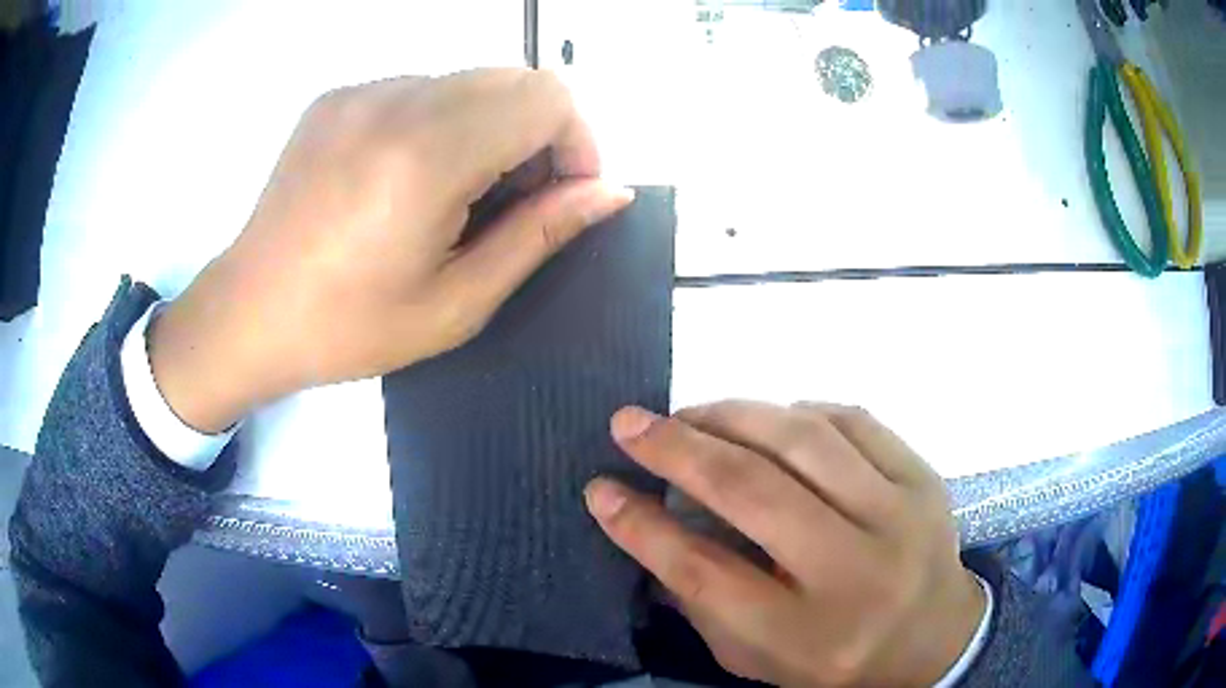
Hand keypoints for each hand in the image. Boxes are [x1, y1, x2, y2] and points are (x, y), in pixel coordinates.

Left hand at [148, 69, 632, 431]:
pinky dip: (444, 122)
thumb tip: (610, 192)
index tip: (563, 196)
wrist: (248, 314)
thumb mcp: (456, 304)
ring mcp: (361, 91)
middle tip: (513, 200)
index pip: (547, 98)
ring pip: (470, 80)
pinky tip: (410, 177)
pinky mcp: (338, 95)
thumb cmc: (349, 328)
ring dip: (491, 127)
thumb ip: (539, 235)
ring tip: (458, 194)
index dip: (577, 142)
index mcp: (425, 155)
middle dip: (540, 133)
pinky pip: (422, 88)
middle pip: (514, 79)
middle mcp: (394, 101)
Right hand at [585, 401, 985, 686]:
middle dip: (679, 450)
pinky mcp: (923, 478)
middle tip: (631, 423)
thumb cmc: (835, 658)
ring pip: (805, 440)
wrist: (934, 639)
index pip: (705, 572)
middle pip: (754, 493)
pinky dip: (800, 413)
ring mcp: (900, 516)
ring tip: (693, 413)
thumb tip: (648, 523)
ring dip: (735, 415)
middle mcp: (856, 571)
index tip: (600, 489)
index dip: (642, 527)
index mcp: (805, 634)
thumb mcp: (757, 657)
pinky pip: (853, 421)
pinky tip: (772, 422)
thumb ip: (702, 600)